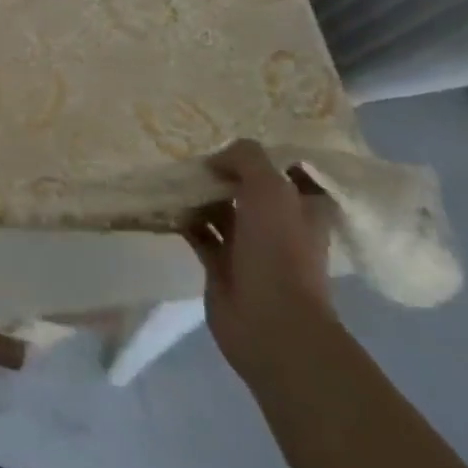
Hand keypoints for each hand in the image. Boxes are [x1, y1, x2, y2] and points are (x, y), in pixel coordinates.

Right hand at [186, 139, 337, 386]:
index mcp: (303, 208)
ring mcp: (249, 247)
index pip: (290, 172)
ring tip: (172, 176)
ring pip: (220, 209)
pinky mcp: (221, 266)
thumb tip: (216, 159)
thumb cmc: (280, 251)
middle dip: (222, 172)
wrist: (271, 325)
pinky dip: (182, 218)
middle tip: (192, 155)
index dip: (266, 157)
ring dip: (198, 194)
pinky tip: (164, 203)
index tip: (235, 142)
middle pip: (247, 188)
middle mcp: (278, 225)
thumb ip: (246, 159)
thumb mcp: (270, 188)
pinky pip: (198, 232)